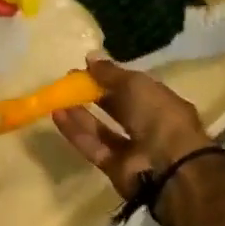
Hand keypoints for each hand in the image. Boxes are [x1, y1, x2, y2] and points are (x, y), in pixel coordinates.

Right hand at [51, 58, 213, 198]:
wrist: (167, 166)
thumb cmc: (158, 116)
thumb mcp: (136, 85)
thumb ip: (110, 73)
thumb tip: (90, 57)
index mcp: (161, 103)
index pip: (134, 88)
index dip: (111, 77)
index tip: (87, 68)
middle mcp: (148, 125)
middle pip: (117, 108)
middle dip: (94, 95)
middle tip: (69, 82)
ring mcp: (132, 149)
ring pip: (101, 129)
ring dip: (80, 113)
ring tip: (58, 97)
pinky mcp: (114, 167)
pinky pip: (92, 146)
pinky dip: (75, 132)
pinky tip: (57, 115)